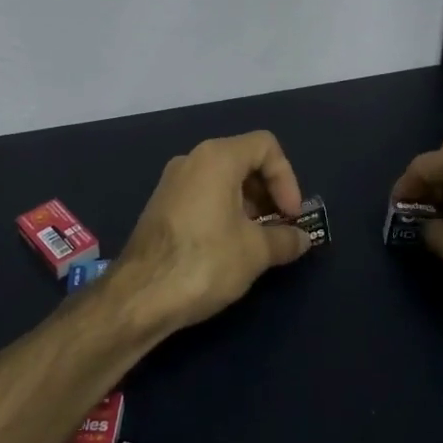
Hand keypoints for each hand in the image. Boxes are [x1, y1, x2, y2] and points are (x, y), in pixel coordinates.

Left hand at [110, 131, 312, 338]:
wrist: (140, 296)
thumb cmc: (205, 262)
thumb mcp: (256, 252)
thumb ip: (285, 239)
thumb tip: (303, 239)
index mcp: (216, 158)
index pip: (265, 146)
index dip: (287, 178)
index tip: (291, 215)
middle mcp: (191, 160)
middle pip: (243, 160)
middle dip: (268, 192)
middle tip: (279, 227)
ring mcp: (172, 183)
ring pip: (222, 180)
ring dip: (248, 205)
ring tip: (258, 242)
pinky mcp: (161, 206)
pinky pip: (203, 195)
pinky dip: (224, 211)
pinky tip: (229, 247)